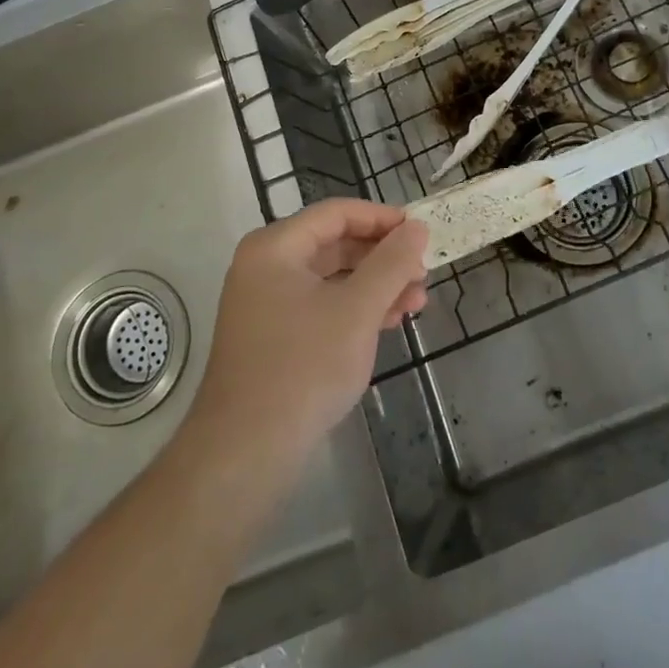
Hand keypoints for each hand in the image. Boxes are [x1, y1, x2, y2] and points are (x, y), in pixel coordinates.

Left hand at [191, 199, 427, 465]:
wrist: (245, 453)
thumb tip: (416, 226)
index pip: (336, 214)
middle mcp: (265, 267)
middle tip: (423, 273)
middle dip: (383, 258)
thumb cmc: (303, 368)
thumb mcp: (357, 310)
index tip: (420, 233)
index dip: (381, 218)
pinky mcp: (273, 337)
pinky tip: (389, 322)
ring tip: (417, 302)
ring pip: (331, 278)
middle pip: (334, 244)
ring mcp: (266, 304)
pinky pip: (321, 306)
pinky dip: (355, 310)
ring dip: (375, 286)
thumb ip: (391, 263)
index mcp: (275, 247)